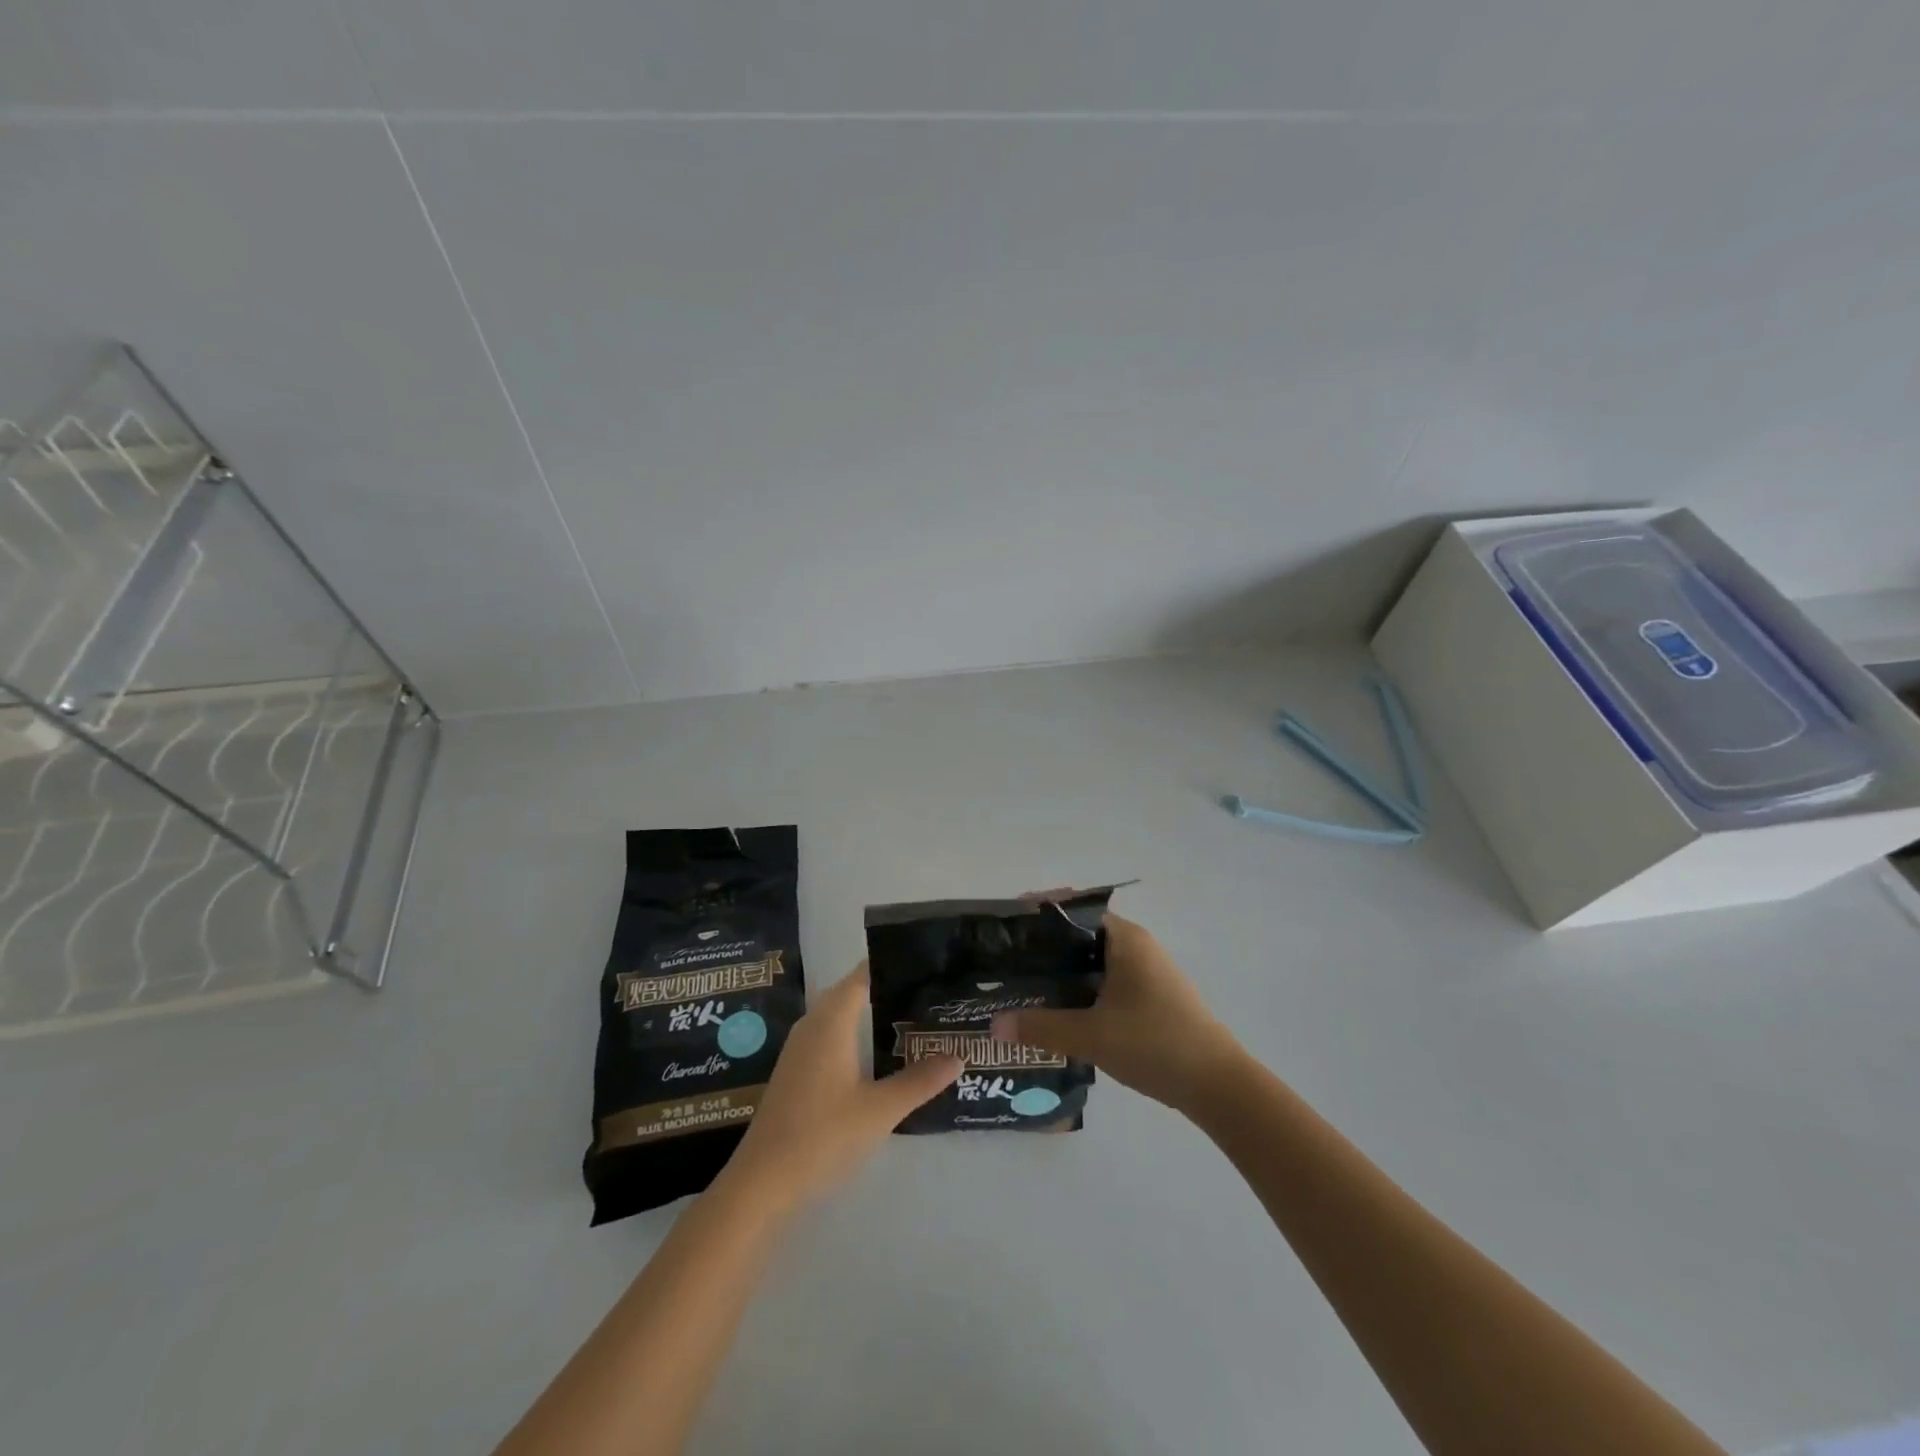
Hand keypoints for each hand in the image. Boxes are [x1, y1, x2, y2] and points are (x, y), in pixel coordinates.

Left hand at [727, 962, 961, 1207]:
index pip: (863, 976)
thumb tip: (958, 1056)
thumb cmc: (823, 1135)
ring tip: (913, 1019)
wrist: (762, 1183)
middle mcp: (813, 1025)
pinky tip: (879, 1056)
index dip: (891, 966)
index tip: (925, 964)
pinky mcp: (796, 1071)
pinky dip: (857, 1036)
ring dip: (872, 1015)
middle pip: (852, 993)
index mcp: (831, 1021)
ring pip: (841, 1016)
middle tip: (929, 993)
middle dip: (887, 990)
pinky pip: (831, 1037)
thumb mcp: (880, 1110)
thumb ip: (920, 1080)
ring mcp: (800, 1049)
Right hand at [992, 914, 1245, 1113]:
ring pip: (1095, 961)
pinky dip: (1083, 988)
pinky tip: (1062, 1010)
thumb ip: (1041, 1027)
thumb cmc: (1155, 1044)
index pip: (1074, 911)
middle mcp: (1138, 946)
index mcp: (1125, 939)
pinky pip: (1108, 980)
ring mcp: (1148, 972)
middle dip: (1046, 946)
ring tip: (1026, 985)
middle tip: (1008, 961)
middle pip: (1081, 935)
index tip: (1007, 927)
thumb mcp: (1092, 1036)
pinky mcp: (1153, 997)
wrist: (1219, 1085)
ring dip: (1064, 970)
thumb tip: (994, 1025)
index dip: (1039, 915)